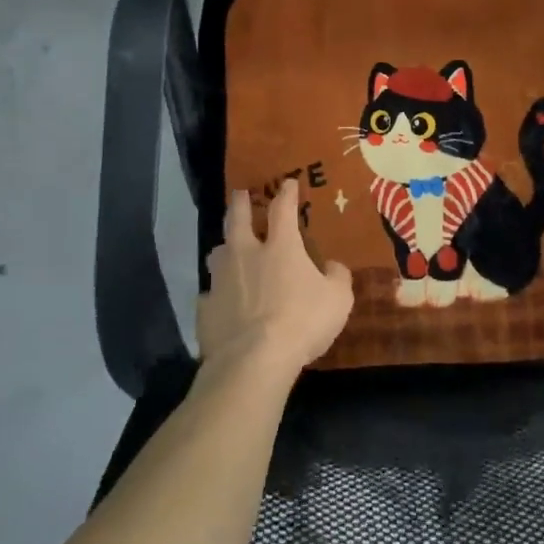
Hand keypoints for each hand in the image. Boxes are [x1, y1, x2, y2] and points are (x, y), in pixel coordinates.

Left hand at [198, 180, 353, 376]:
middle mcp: (246, 254)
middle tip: (239, 193)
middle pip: (237, 219)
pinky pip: (209, 295)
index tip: (288, 183)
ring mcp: (221, 280)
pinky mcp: (206, 308)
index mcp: (280, 246)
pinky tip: (220, 302)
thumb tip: (332, 266)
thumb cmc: (301, 322)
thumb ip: (337, 278)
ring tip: (226, 249)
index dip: (286, 194)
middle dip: (239, 203)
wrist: (253, 361)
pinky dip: (216, 294)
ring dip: (223, 248)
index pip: (283, 209)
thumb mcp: (338, 300)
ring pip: (217, 253)